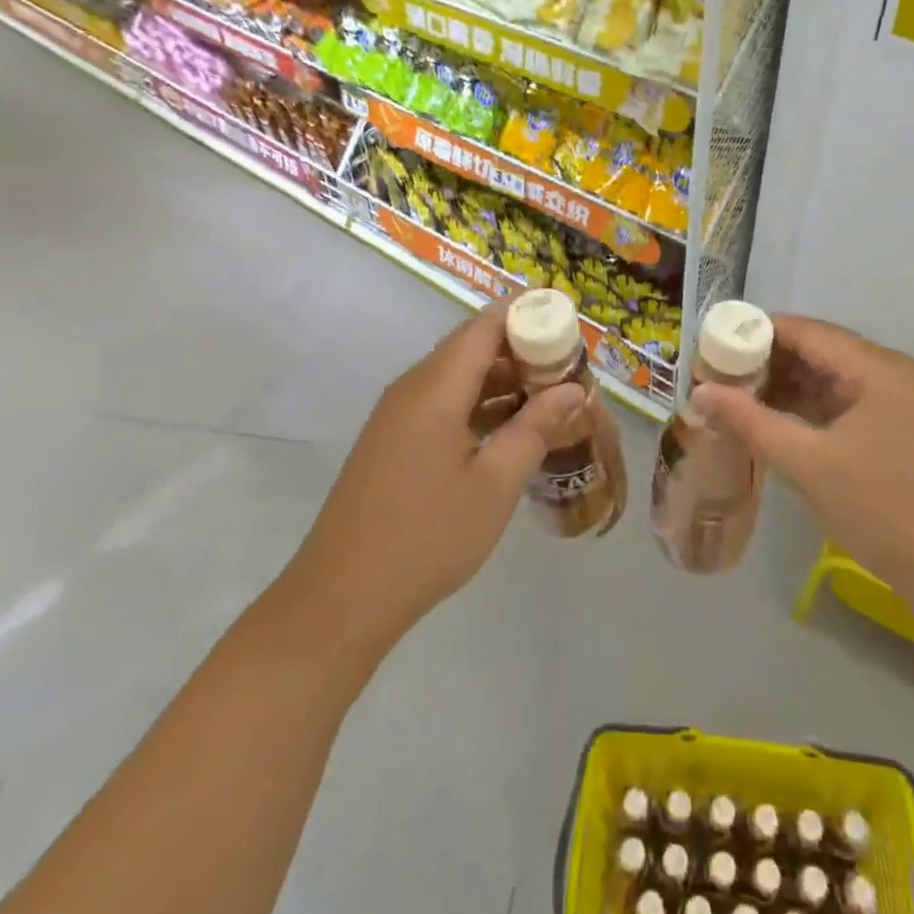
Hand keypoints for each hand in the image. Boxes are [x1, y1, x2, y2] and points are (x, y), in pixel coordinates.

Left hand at [285, 303, 581, 663]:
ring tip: (549, 397)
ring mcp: (399, 414)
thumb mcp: (494, 485)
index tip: (567, 322)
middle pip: (472, 345)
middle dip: (522, 349)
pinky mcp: (395, 439)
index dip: (527, 314)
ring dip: (503, 380)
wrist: (341, 599)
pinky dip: (480, 404)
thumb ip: (535, 428)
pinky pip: (444, 401)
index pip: (485, 325)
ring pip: (459, 375)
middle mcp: (413, 388)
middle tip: (568, 369)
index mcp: (435, 388)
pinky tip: (511, 429)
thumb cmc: (426, 538)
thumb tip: (572, 390)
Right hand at [692, 317, 913, 597]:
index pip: (803, 330)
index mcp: (875, 367)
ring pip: (829, 380)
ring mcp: (898, 403)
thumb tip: (699, 393)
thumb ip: (750, 422)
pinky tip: (775, 425)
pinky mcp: (899, 432)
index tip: (710, 349)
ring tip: (735, 402)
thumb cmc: (883, 509)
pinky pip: (844, 406)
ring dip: (785, 389)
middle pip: (816, 351)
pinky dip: (808, 412)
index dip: (753, 334)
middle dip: (765, 364)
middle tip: (715, 380)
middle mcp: (889, 373)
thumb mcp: (808, 464)